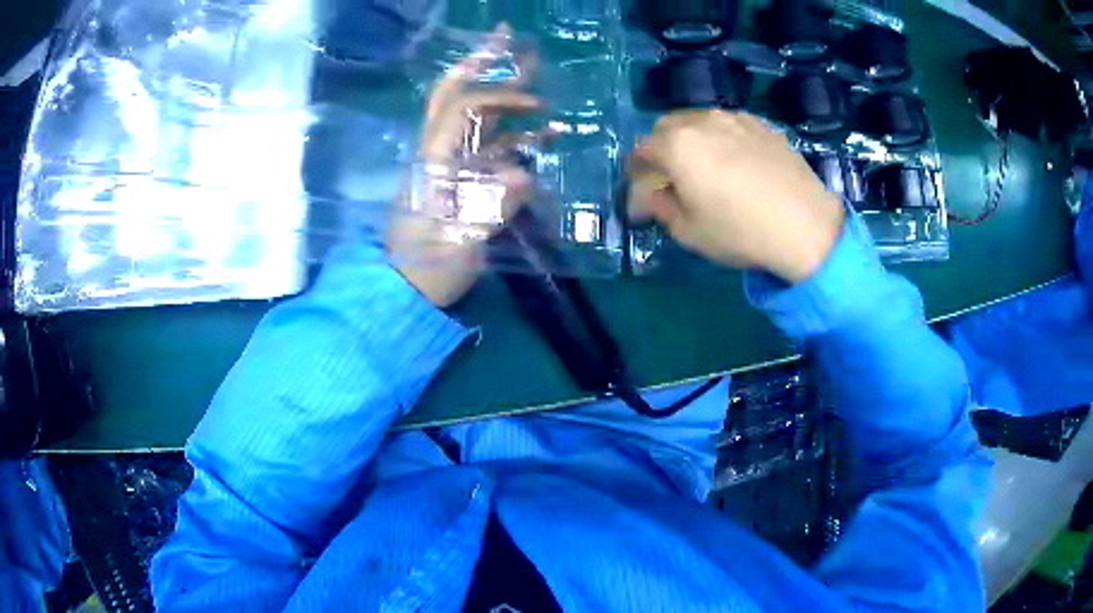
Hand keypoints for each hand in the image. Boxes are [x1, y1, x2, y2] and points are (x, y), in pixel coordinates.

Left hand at [388, 24, 538, 307]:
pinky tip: (547, 132)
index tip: (535, 105)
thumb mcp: (458, 245)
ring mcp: (449, 163)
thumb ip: (490, 208)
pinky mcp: (461, 179)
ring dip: (504, 93)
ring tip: (535, 71)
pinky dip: (517, 134)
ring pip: (474, 116)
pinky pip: (490, 147)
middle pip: (454, 94)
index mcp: (430, 159)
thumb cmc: (427, 269)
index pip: (460, 108)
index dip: (498, 97)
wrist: (408, 291)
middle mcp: (437, 150)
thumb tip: (524, 174)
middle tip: (509, 37)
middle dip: (482, 63)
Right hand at [631, 110, 845, 282]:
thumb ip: (661, 207)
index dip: (637, 169)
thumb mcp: (689, 232)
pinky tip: (736, 161)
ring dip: (691, 139)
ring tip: (704, 164)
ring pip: (700, 120)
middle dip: (661, 147)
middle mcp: (702, 121)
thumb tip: (651, 196)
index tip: (641, 186)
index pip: (642, 149)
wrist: (806, 225)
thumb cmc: (741, 231)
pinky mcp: (763, 125)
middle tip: (670, 174)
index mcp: (677, 145)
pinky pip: (730, 124)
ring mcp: (736, 118)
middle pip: (668, 126)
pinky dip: (721, 137)